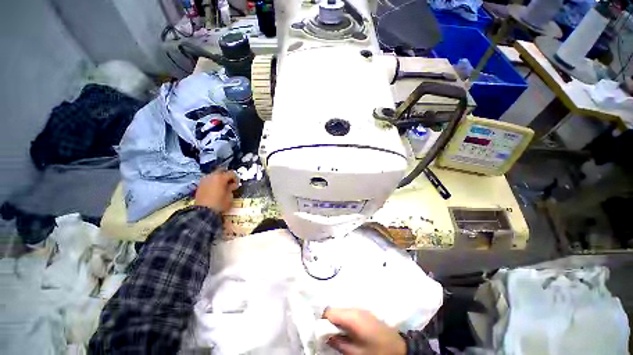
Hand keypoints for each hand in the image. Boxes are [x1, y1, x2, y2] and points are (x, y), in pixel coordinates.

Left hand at [195, 170, 238, 212]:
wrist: (203, 212)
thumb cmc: (220, 204)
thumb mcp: (230, 196)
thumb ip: (231, 188)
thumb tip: (232, 185)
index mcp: (221, 177)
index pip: (231, 173)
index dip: (236, 178)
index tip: (237, 185)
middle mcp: (212, 176)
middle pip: (222, 170)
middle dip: (227, 175)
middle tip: (230, 183)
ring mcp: (204, 180)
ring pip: (214, 175)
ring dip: (219, 178)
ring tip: (222, 186)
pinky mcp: (200, 185)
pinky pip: (209, 180)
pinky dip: (213, 182)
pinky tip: (215, 189)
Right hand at [323, 308, 405, 354]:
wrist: (398, 348)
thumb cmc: (376, 351)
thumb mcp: (356, 353)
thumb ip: (339, 343)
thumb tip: (326, 337)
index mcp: (351, 316)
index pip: (329, 311)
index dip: (323, 321)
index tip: (321, 332)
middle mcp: (355, 308)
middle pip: (335, 309)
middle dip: (330, 321)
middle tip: (329, 335)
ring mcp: (361, 309)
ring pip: (342, 310)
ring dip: (337, 321)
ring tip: (339, 334)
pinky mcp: (365, 312)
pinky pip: (349, 312)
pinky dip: (345, 320)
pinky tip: (348, 331)